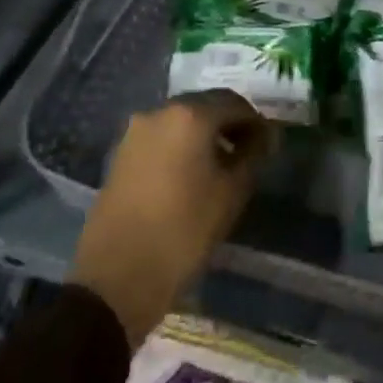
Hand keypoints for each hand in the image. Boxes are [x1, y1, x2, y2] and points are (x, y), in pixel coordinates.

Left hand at [69, 90, 275, 347]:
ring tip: (219, 166)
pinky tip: (189, 175)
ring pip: (181, 122)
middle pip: (205, 106)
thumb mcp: (230, 195)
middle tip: (247, 151)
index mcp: (190, 114)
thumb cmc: (182, 232)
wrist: (114, 279)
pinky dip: (180, 147)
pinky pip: (161, 138)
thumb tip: (265, 137)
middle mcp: (160, 111)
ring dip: (203, 135)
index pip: (234, 104)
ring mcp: (136, 132)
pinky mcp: (121, 154)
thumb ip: (252, 156)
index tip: (268, 144)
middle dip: (229, 124)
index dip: (255, 122)